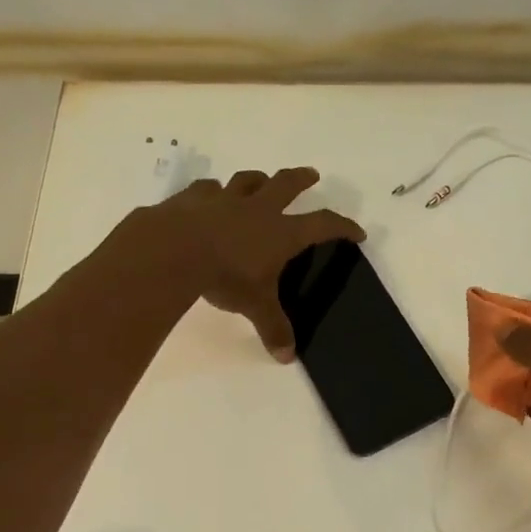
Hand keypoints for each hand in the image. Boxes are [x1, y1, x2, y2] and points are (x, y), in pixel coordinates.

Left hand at [154, 167, 363, 361]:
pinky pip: (207, 188)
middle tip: (312, 174)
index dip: (342, 227)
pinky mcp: (192, 198)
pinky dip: (212, 191)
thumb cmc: (225, 276)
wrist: (173, 250)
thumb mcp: (255, 306)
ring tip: (260, 181)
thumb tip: (287, 357)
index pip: (322, 224)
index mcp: (281, 232)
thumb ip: (273, 328)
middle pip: (286, 184)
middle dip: (301, 179)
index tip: (357, 231)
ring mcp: (224, 199)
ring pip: (247, 180)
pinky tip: (209, 196)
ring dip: (257, 180)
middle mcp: (257, 209)